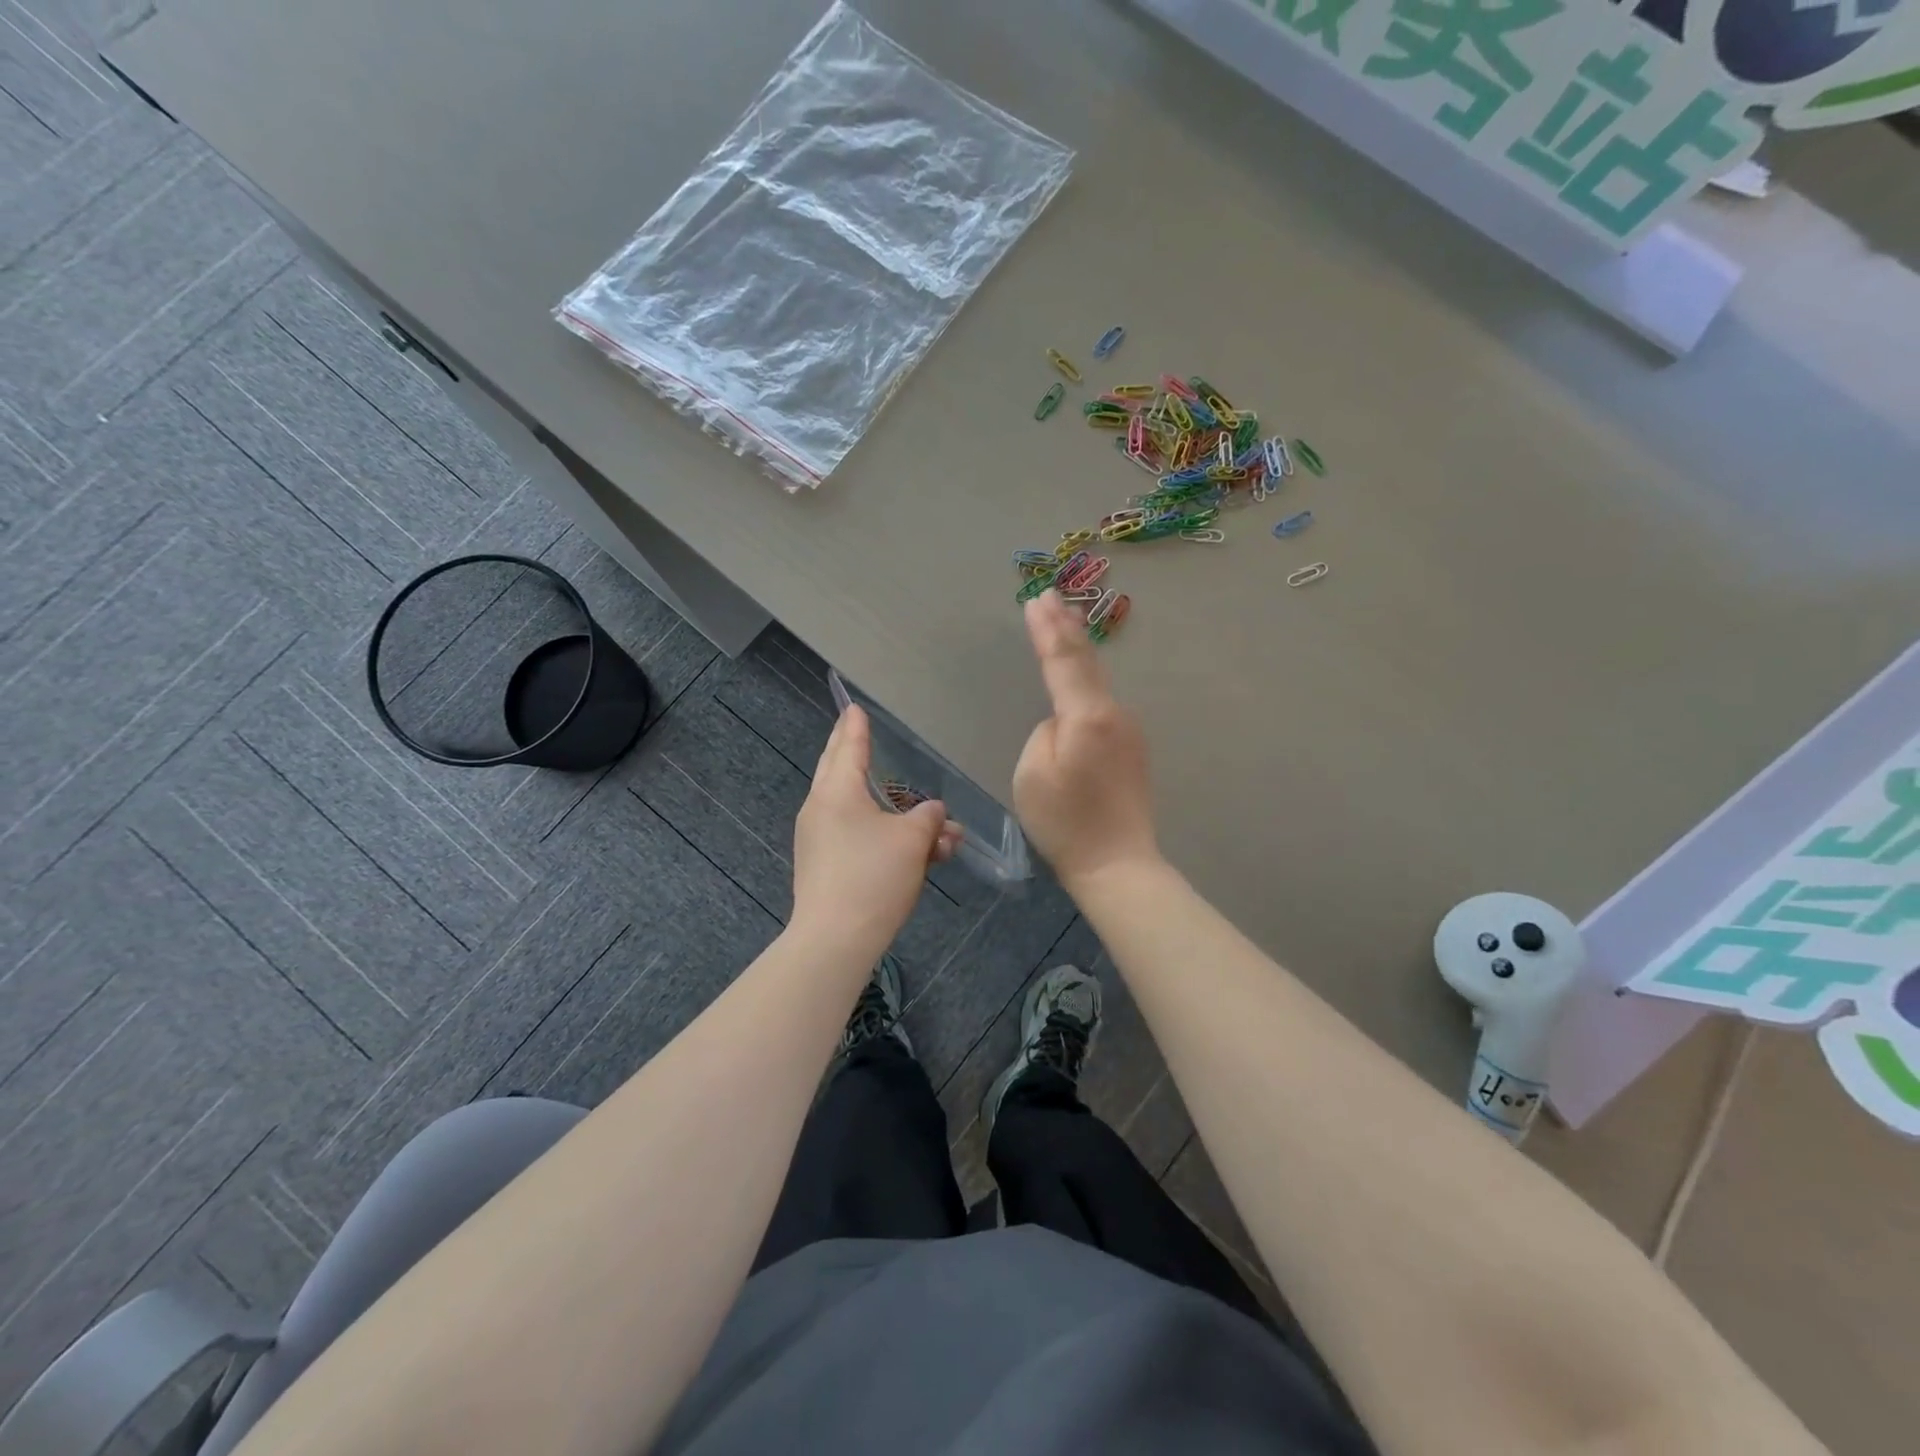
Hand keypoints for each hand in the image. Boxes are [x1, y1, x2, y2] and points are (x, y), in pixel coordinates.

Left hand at [791, 705, 961, 956]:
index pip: (848, 746)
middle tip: (854, 730)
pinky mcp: (824, 867)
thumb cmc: (873, 876)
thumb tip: (933, 811)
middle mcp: (821, 809)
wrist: (835, 940)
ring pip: (859, 811)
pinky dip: (884, 837)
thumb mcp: (912, 840)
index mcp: (837, 791)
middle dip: (853, 751)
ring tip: (940, 832)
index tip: (854, 708)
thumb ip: (927, 818)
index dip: (855, 726)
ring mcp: (819, 839)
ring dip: (894, 813)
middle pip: (839, 770)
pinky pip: (857, 838)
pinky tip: (920, 855)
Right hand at [1013, 592, 1160, 888]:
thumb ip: (1045, 730)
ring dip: (1078, 651)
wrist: (1117, 863)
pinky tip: (1080, 674)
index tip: (1036, 599)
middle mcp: (1115, 714)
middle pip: (1087, 662)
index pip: (1063, 660)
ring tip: (1064, 621)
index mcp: (1088, 716)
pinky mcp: (1131, 748)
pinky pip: (1102, 703)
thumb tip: (1062, 719)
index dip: (1047, 629)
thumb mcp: (1033, 772)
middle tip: (1051, 596)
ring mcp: (1129, 731)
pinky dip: (1086, 680)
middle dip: (1066, 627)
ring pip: (1097, 682)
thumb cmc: (1066, 822)